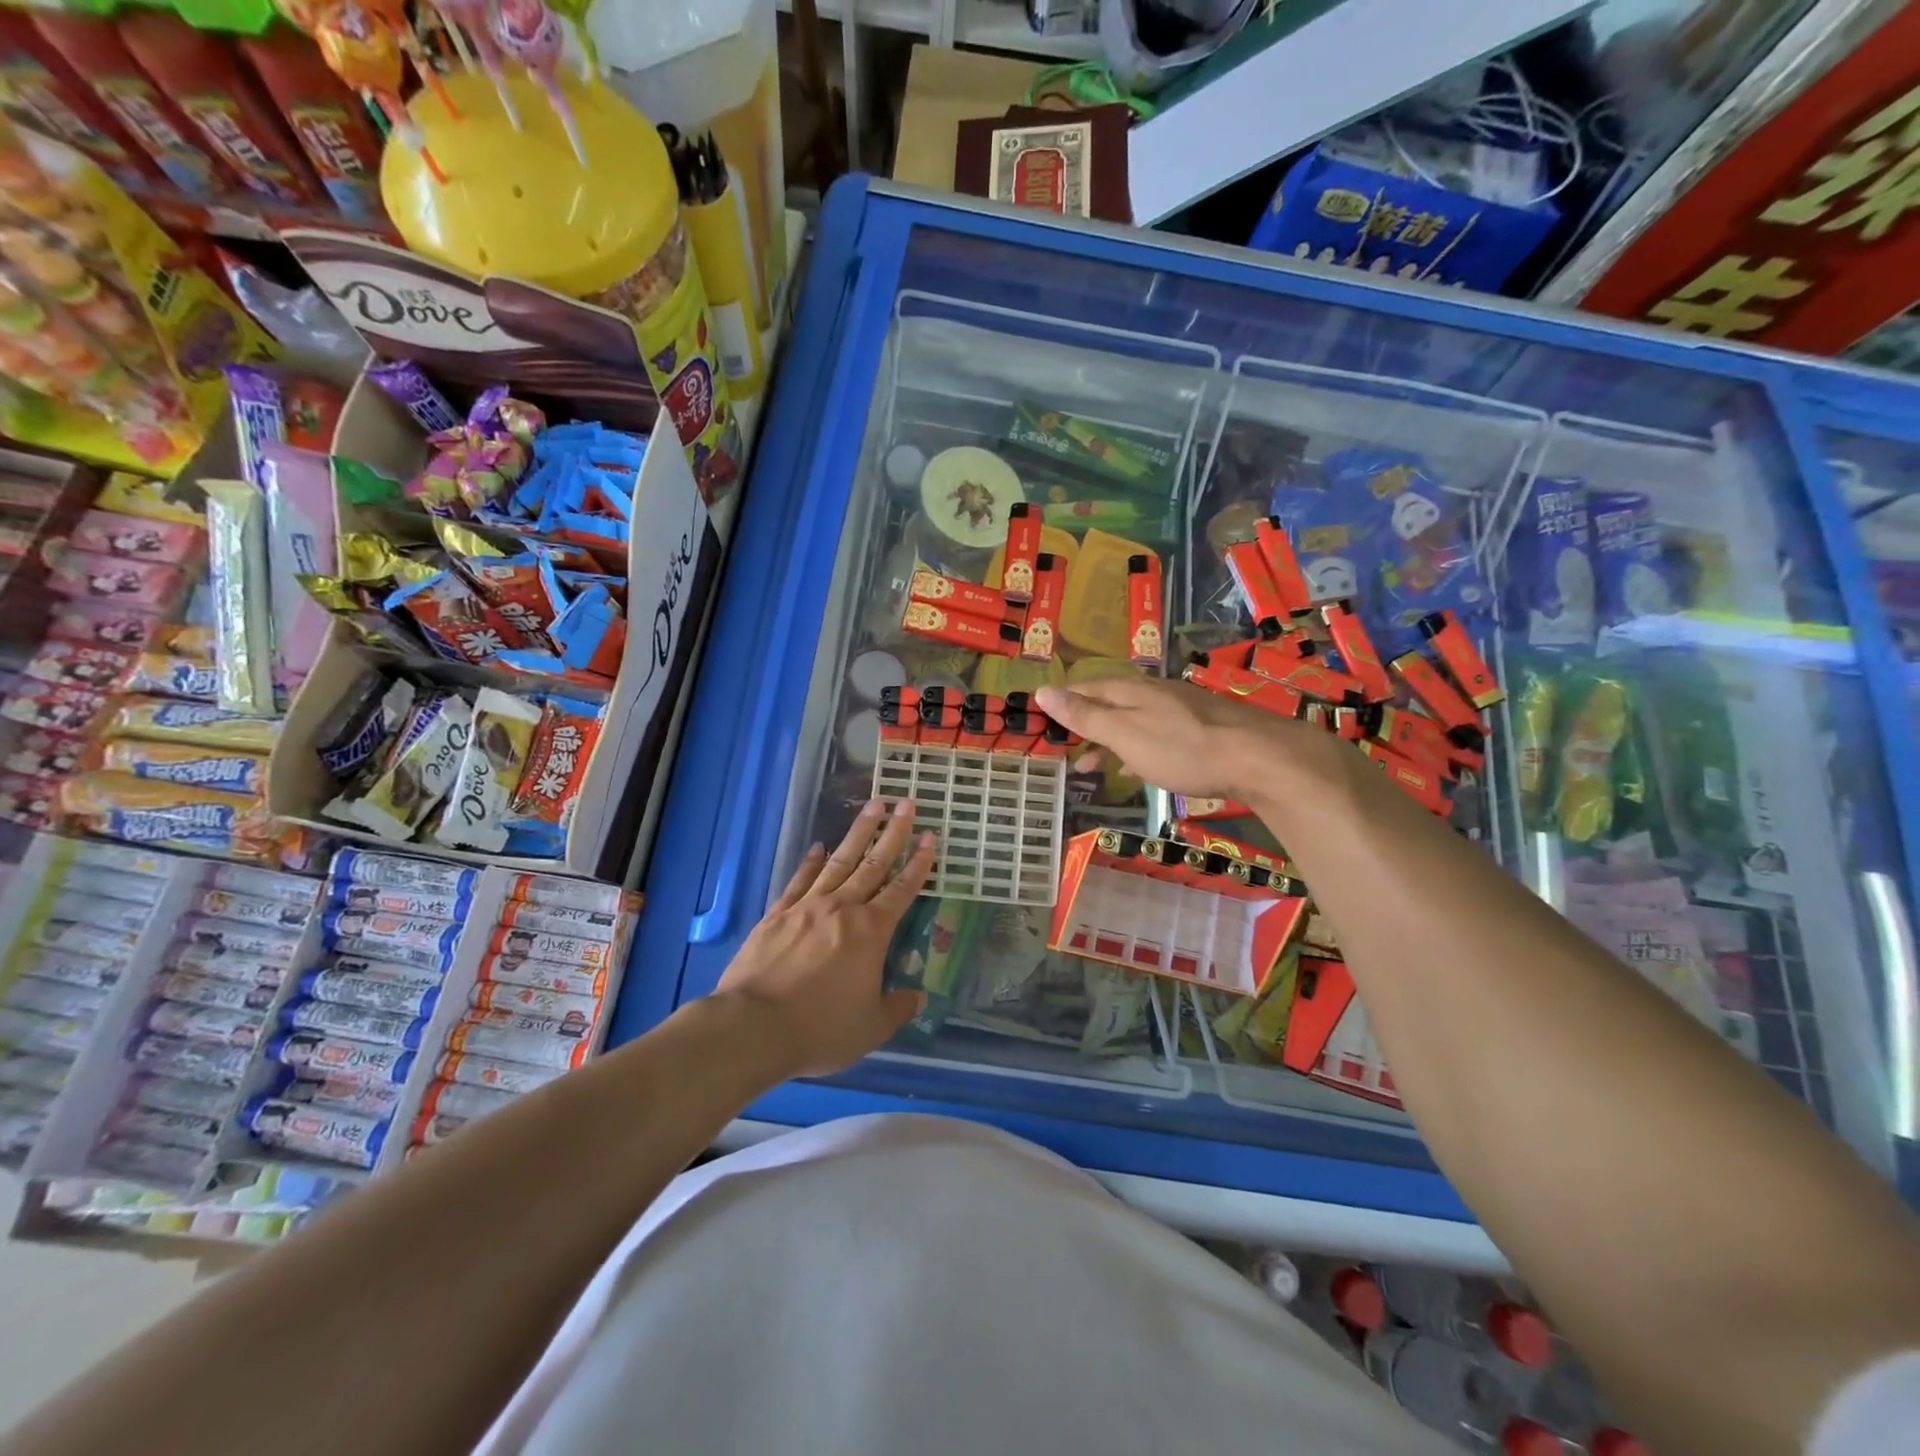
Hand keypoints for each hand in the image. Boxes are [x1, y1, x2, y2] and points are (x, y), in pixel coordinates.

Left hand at [714, 798, 935, 1078]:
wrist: (753, 1026)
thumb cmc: (820, 1028)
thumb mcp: (871, 1027)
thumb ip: (897, 1008)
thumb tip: (918, 998)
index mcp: (871, 932)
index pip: (902, 890)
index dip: (919, 863)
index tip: (930, 837)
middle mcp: (843, 909)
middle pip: (873, 864)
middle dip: (893, 833)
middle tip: (906, 803)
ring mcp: (807, 907)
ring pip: (839, 861)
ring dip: (858, 833)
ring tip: (872, 806)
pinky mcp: (777, 914)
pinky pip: (800, 880)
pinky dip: (811, 861)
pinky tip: (818, 846)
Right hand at [1034, 675, 1322, 800]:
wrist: (1258, 758)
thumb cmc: (1182, 749)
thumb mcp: (1124, 734)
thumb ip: (1085, 716)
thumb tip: (1042, 691)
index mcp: (1132, 691)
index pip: (1087, 689)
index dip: (1064, 702)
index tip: (1044, 717)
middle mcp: (1155, 693)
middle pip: (1110, 704)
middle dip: (1085, 724)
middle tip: (1064, 747)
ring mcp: (1182, 710)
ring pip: (1134, 721)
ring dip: (1109, 741)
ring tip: (1091, 766)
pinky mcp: (1203, 730)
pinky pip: (1157, 736)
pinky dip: (1137, 750)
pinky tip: (1138, 768)